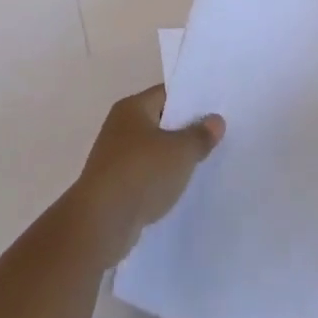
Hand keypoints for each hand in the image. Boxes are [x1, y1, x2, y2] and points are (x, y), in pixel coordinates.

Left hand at [70, 85, 224, 265]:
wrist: (101, 223)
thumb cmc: (142, 173)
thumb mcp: (181, 151)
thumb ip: (200, 135)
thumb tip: (216, 120)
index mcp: (132, 108)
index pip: (166, 94)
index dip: (192, 100)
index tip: (216, 108)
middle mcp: (120, 127)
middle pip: (160, 121)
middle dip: (185, 130)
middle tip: (216, 136)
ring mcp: (115, 158)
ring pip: (153, 151)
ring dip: (173, 158)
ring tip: (203, 163)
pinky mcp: (115, 186)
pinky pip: (145, 175)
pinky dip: (161, 180)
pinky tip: (180, 189)